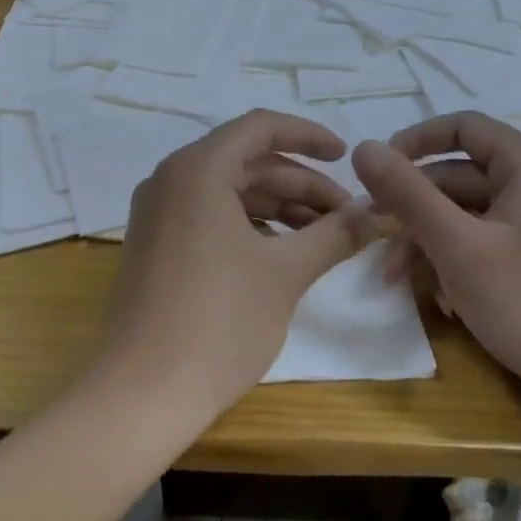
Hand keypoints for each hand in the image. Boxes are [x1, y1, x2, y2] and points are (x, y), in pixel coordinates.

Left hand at [98, 110, 377, 426]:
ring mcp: (157, 213)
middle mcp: (171, 179)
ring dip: (280, 207)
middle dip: (301, 184)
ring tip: (326, 237)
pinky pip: (210, 216)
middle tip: (348, 216)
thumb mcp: (285, 273)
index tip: (347, 158)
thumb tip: (376, 212)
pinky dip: (250, 226)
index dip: (309, 136)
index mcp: (197, 169)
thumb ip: (334, 234)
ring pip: (230, 192)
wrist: (143, 393)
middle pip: (247, 162)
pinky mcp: (155, 244)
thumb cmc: (219, 322)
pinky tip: (284, 253)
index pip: (260, 127)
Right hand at [351, 113, 520, 422]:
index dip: (414, 142)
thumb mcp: (457, 246)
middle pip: (461, 176)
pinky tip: (443, 300)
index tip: (377, 173)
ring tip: (398, 280)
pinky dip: (459, 261)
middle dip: (414, 207)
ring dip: (430, 241)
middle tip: (374, 235)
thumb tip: (362, 147)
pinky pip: (490, 242)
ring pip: (470, 215)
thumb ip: (407, 193)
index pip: (462, 127)